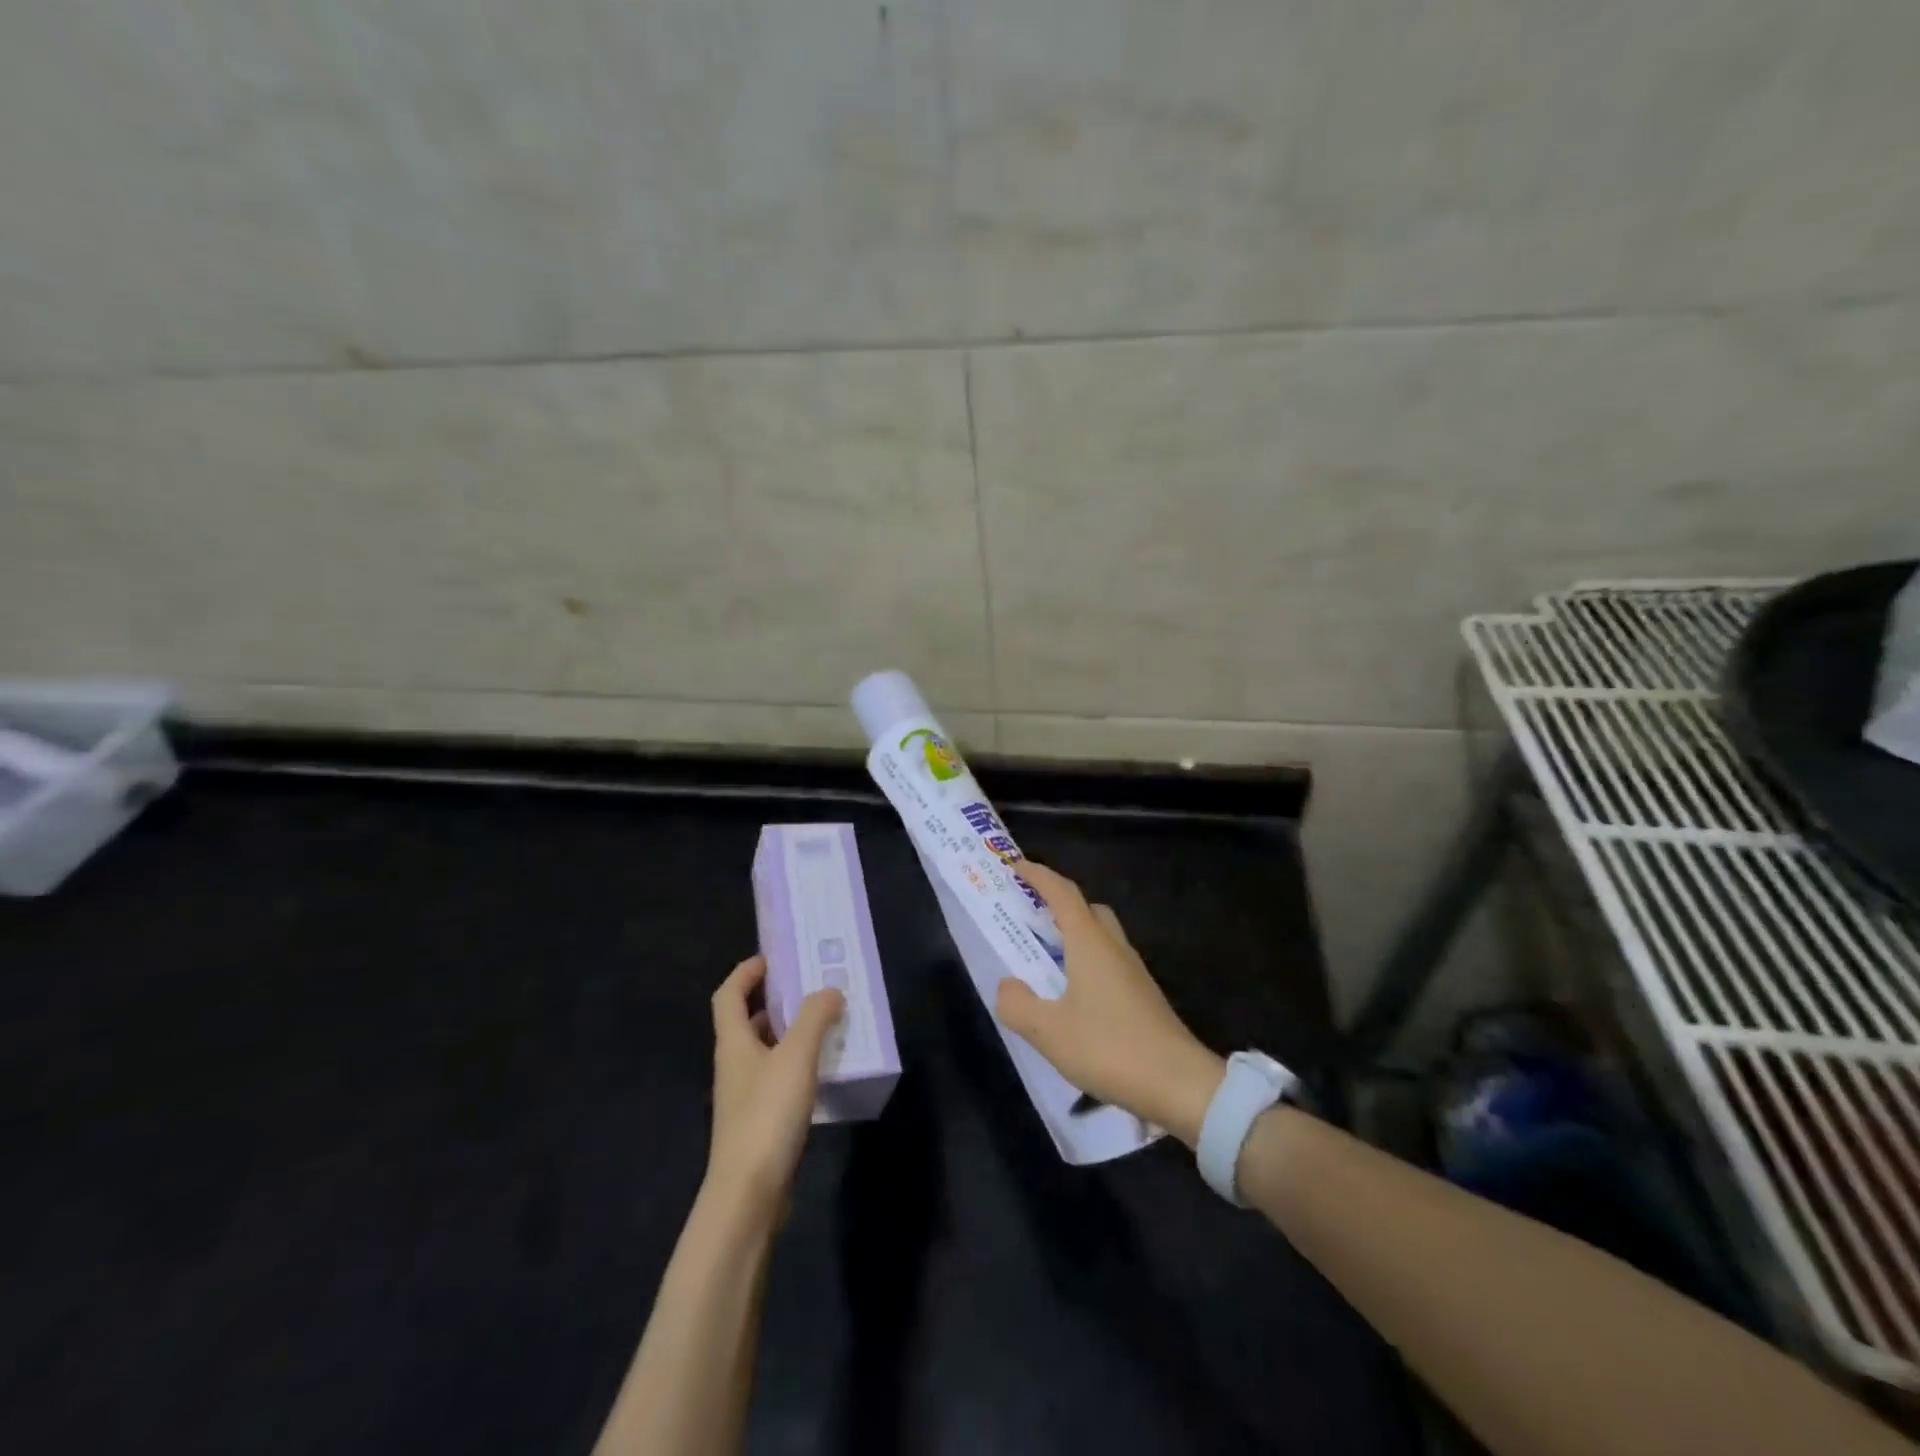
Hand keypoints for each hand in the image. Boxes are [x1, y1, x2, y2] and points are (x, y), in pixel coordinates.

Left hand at [704, 955, 845, 1219]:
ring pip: (765, 1051)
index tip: (772, 959)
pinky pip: (778, 1077)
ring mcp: (745, 1096)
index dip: (745, 973)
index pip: (728, 995)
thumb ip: (815, 1018)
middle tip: (810, 987)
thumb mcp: (796, 1057)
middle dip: (774, 1001)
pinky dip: (797, 1064)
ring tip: (825, 1022)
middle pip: (746, 1022)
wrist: (748, 1194)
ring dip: (789, 1032)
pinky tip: (823, 1069)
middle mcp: (734, 1065)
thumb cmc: (767, 1115)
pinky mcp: (760, 1122)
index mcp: (733, 1043)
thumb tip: (830, 990)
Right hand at [994, 862, 1225, 1145]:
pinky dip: (1087, 962)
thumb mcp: (1049, 1032)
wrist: (1179, 1084)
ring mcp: (1133, 971)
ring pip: (1101, 936)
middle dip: (1059, 904)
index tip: (1016, 866)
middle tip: (1031, 916)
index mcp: (1090, 943)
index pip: (1062, 894)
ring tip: (1046, 959)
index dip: (1039, 876)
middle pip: (1087, 909)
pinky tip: (1074, 996)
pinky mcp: (1143, 995)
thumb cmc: (1110, 1048)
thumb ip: (1018, 1005)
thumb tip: (1007, 986)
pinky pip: (1109, 962)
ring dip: (1074, 935)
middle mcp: (1114, 947)